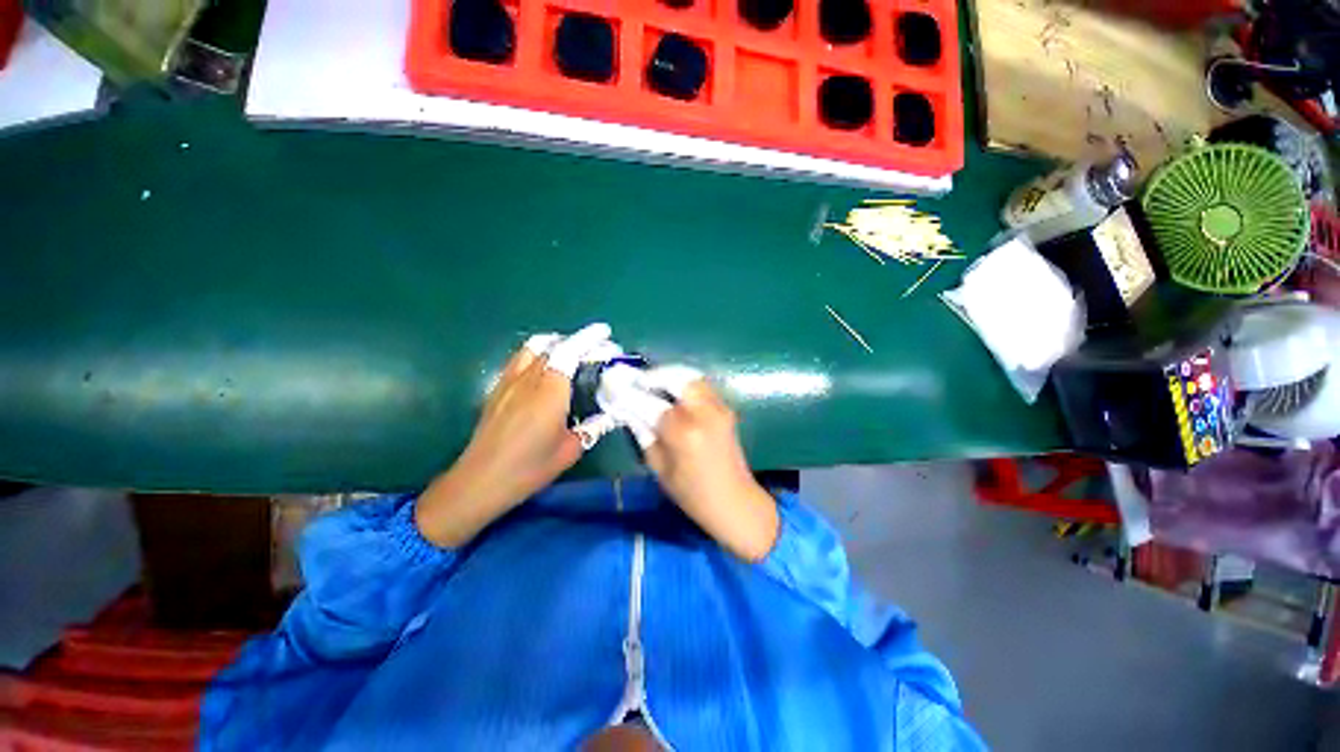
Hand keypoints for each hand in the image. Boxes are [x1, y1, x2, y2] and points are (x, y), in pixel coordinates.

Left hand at [416, 324, 612, 546]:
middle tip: (594, 350)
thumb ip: (591, 428)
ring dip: (554, 343)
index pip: (569, 351)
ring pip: (532, 348)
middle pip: (552, 344)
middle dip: (576, 341)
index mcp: (550, 391)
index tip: (605, 332)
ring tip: (570, 353)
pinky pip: (519, 359)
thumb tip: (608, 417)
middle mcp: (528, 379)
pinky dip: (537, 354)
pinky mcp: (497, 390)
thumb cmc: (529, 467)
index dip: (588, 337)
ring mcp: (508, 382)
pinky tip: (544, 371)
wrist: (480, 481)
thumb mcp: (570, 450)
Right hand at [644, 381, 779, 561]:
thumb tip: (629, 411)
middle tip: (638, 382)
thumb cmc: (693, 494)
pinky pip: (702, 386)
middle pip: (677, 378)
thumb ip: (644, 435)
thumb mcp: (660, 469)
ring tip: (654, 385)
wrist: (735, 502)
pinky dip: (684, 384)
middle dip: (655, 376)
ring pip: (692, 377)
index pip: (651, 403)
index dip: (630, 393)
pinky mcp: (726, 410)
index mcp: (684, 432)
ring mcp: (719, 409)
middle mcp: (704, 413)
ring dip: (671, 376)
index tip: (614, 387)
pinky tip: (673, 394)